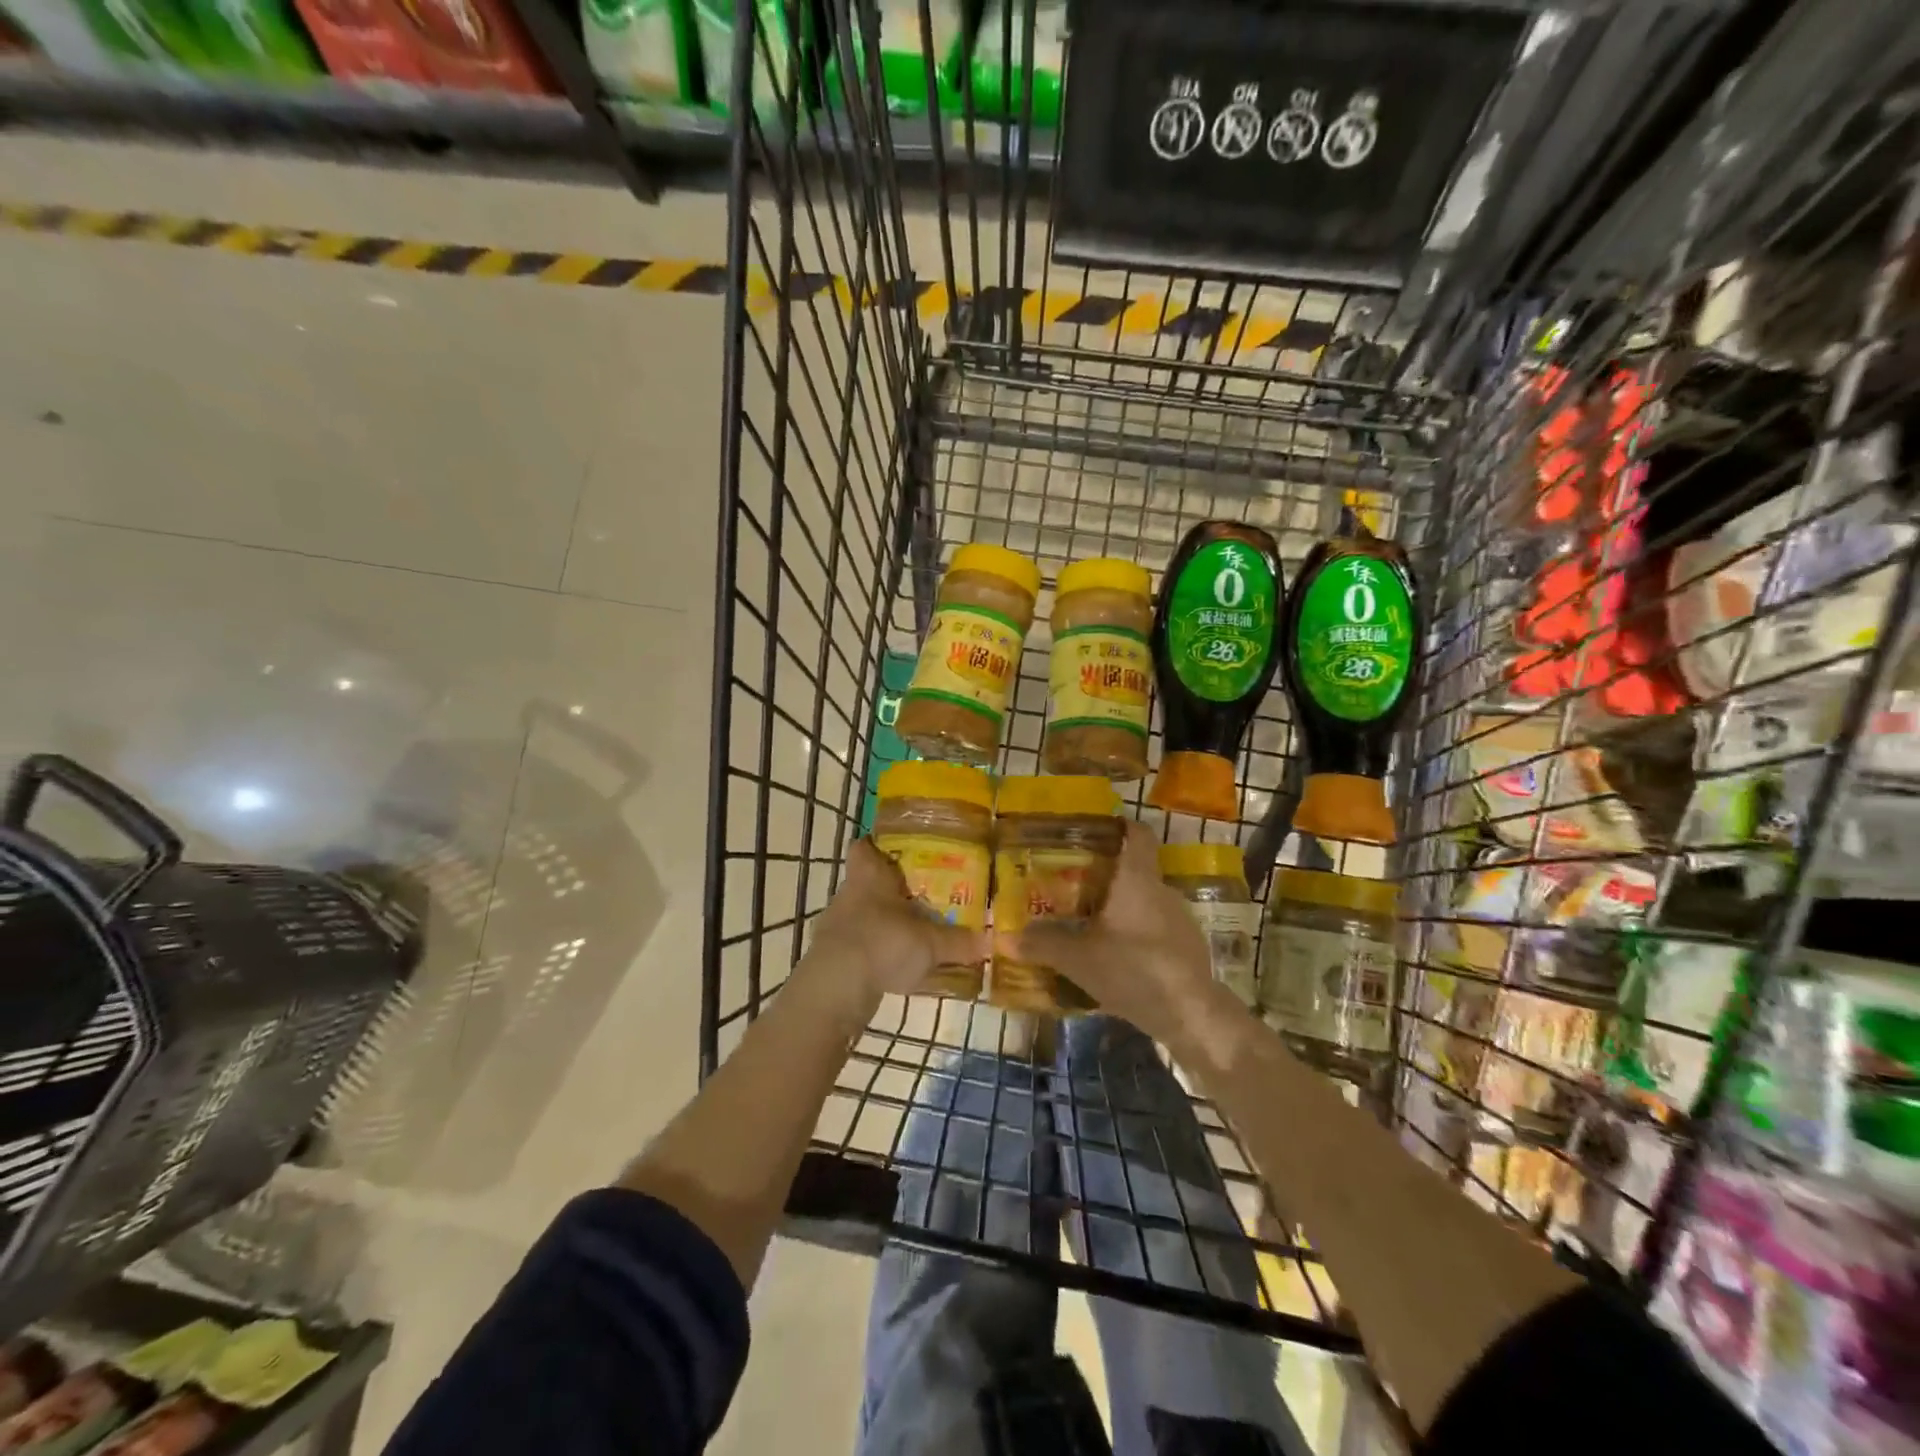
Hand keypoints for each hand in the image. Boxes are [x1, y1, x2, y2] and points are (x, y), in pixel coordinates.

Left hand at [799, 839, 989, 1011]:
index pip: (864, 847)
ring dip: (884, 923)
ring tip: (914, 934)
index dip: (878, 846)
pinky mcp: (831, 956)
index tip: (900, 851)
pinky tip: (896, 966)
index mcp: (869, 876)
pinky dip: (876, 952)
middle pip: (868, 882)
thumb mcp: (931, 943)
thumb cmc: (883, 942)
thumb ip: (960, 942)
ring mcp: (836, 926)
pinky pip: (859, 946)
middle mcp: (848, 894)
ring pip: (863, 915)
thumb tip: (991, 942)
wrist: (836, 988)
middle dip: (892, 890)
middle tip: (923, 896)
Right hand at [1012, 822, 1250, 1057]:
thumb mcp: (1079, 959)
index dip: (1118, 826)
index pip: (1137, 834)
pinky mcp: (1186, 947)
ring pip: (1143, 901)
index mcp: (1137, 879)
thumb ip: (1043, 945)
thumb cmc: (1134, 969)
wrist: (1191, 1014)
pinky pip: (1153, 928)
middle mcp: (1161, 890)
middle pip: (1134, 869)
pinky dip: (1134, 933)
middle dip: (1105, 874)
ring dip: (1119, 907)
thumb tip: (1004, 938)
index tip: (1093, 830)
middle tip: (1071, 882)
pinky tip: (1114, 955)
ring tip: (1087, 921)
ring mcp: (1178, 919)